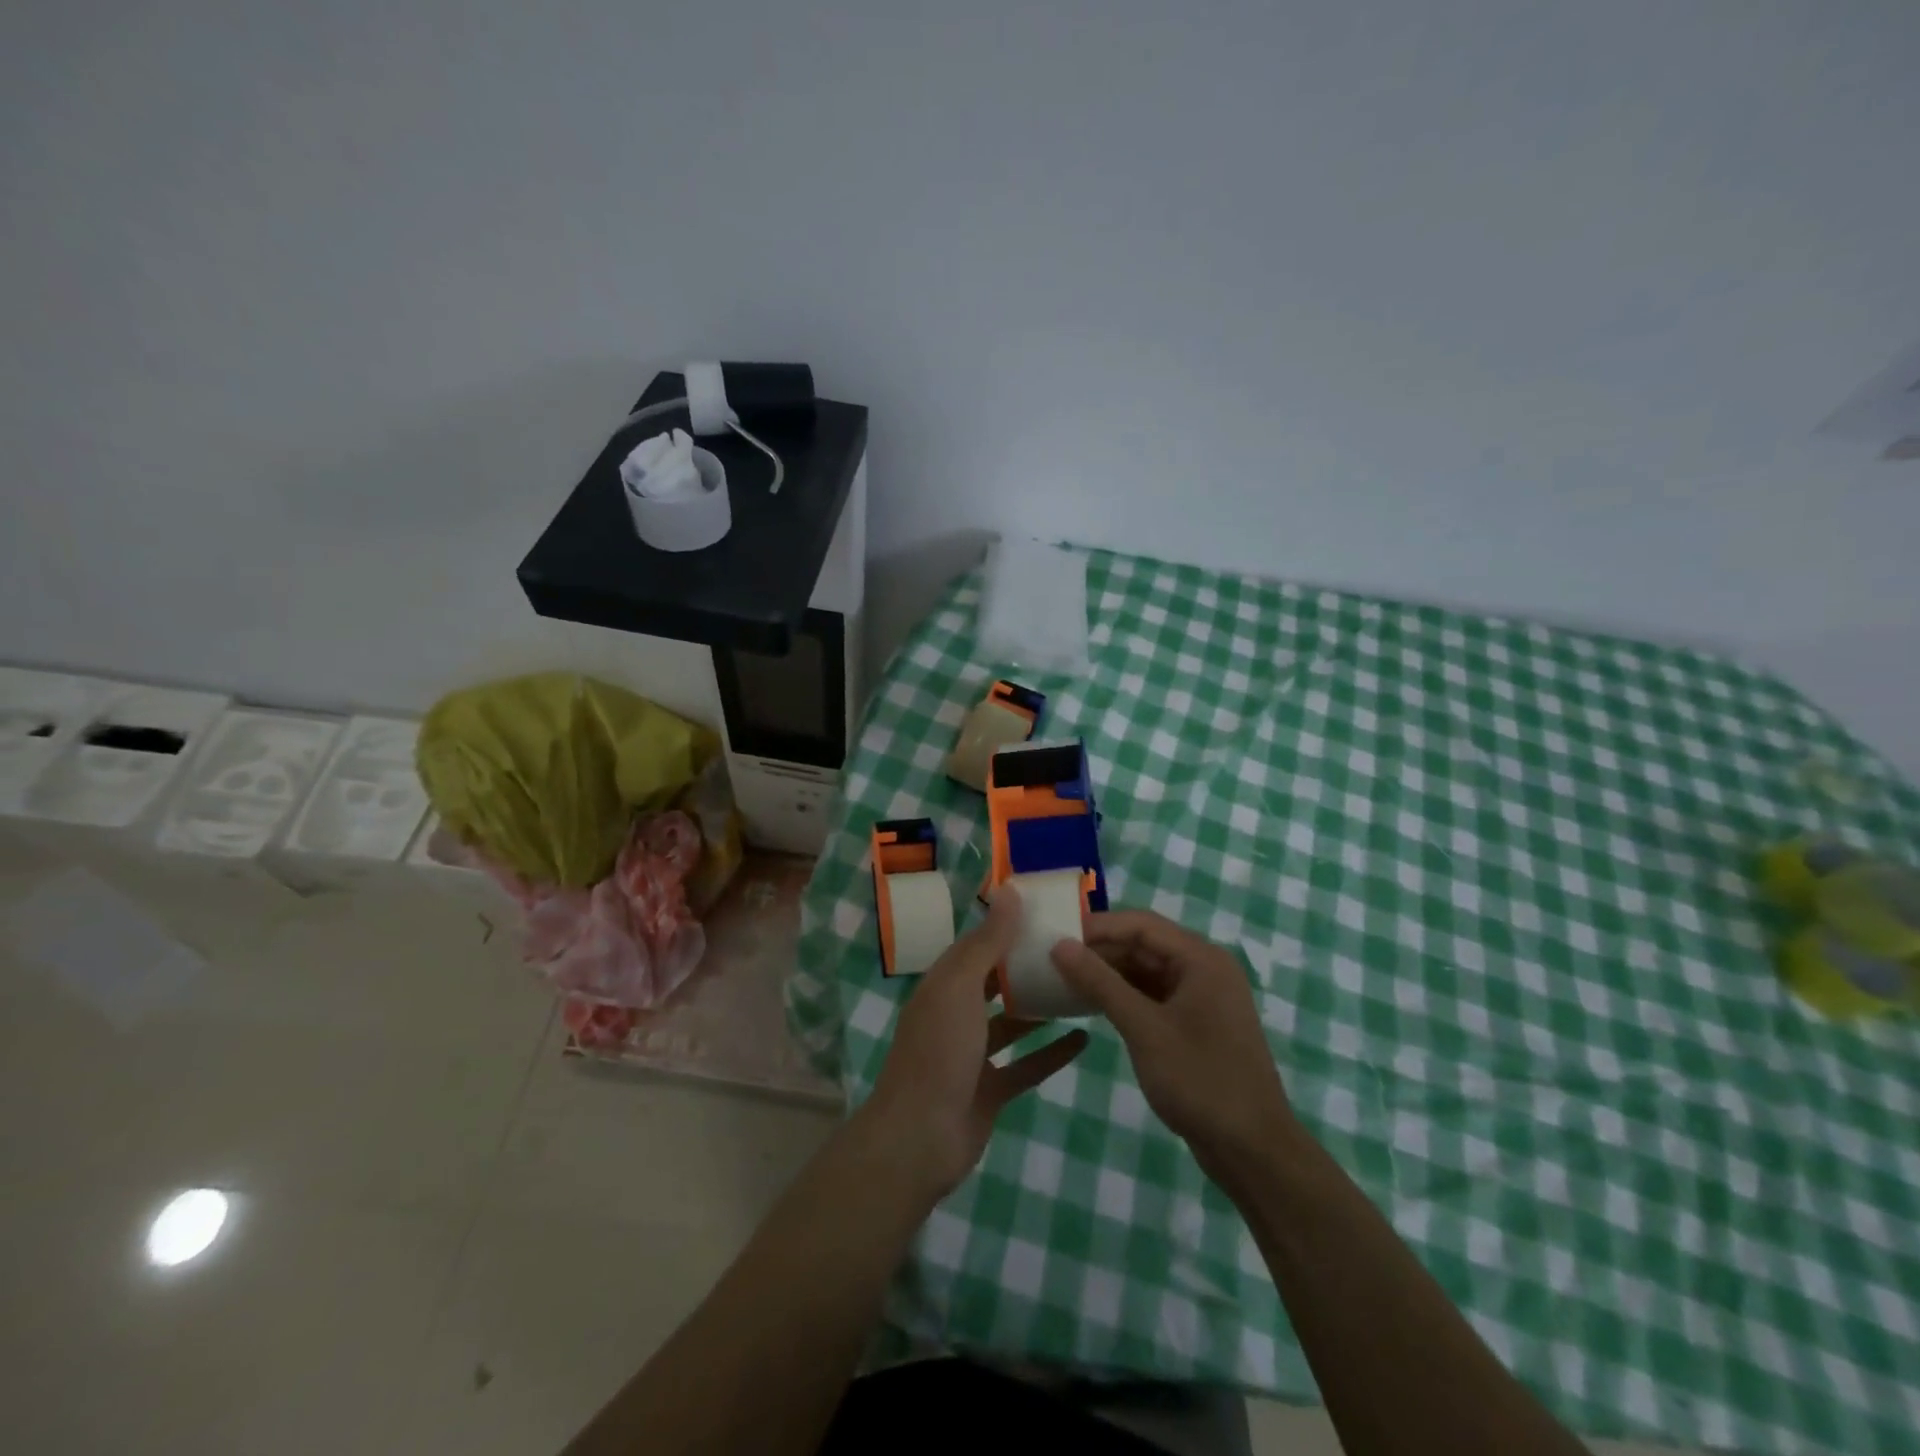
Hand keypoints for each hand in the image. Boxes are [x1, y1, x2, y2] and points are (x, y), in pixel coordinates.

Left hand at [862, 886, 1088, 1199]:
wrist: (919, 1138)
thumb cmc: (939, 1052)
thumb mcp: (961, 988)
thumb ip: (988, 942)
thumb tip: (1010, 891)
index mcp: (944, 984)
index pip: (978, 944)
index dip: (1007, 926)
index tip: (1045, 911)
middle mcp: (956, 1013)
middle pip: (995, 981)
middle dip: (1027, 965)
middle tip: (1072, 948)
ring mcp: (973, 1054)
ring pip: (1012, 1022)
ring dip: (1041, 1007)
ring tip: (1081, 987)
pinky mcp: (990, 1089)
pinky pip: (1026, 1064)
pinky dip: (1051, 1052)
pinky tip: (1084, 1039)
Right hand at [1051, 910, 1300, 1186]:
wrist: (1254, 1151)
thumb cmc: (1200, 1081)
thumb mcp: (1144, 1029)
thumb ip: (1100, 983)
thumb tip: (1060, 945)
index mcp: (1201, 959)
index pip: (1141, 924)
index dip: (1097, 926)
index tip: (1055, 936)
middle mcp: (1204, 968)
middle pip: (1144, 944)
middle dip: (1101, 950)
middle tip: (1054, 959)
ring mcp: (1202, 997)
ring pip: (1147, 970)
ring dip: (1109, 973)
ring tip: (1065, 979)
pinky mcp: (1196, 1024)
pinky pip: (1153, 995)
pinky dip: (1124, 996)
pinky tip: (1093, 1004)